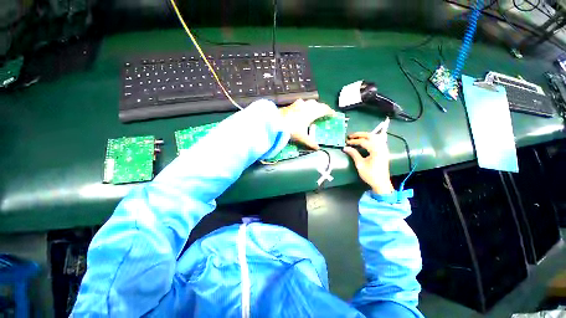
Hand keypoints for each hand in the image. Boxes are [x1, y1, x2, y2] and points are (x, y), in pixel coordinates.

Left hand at [279, 99, 334, 149]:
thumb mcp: (302, 137)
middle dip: (322, 108)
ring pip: (309, 102)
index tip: (333, 114)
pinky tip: (301, 109)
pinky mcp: (291, 105)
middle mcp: (306, 106)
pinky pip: (301, 103)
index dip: (330, 111)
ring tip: (314, 111)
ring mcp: (298, 104)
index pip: (324, 109)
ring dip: (314, 106)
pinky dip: (304, 106)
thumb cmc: (291, 129)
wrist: (275, 122)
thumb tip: (317, 148)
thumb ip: (310, 142)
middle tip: (324, 113)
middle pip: (318, 104)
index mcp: (312, 112)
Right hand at [343, 131, 393, 193]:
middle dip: (360, 135)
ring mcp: (384, 149)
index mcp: (375, 151)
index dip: (354, 141)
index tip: (347, 142)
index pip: (363, 142)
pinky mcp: (384, 151)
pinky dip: (374, 137)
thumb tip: (345, 148)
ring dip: (366, 135)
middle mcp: (381, 147)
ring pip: (376, 137)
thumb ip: (353, 154)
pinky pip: (381, 140)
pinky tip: (371, 137)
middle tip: (351, 136)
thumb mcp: (360, 164)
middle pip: (371, 136)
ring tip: (358, 136)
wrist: (381, 183)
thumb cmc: (370, 174)